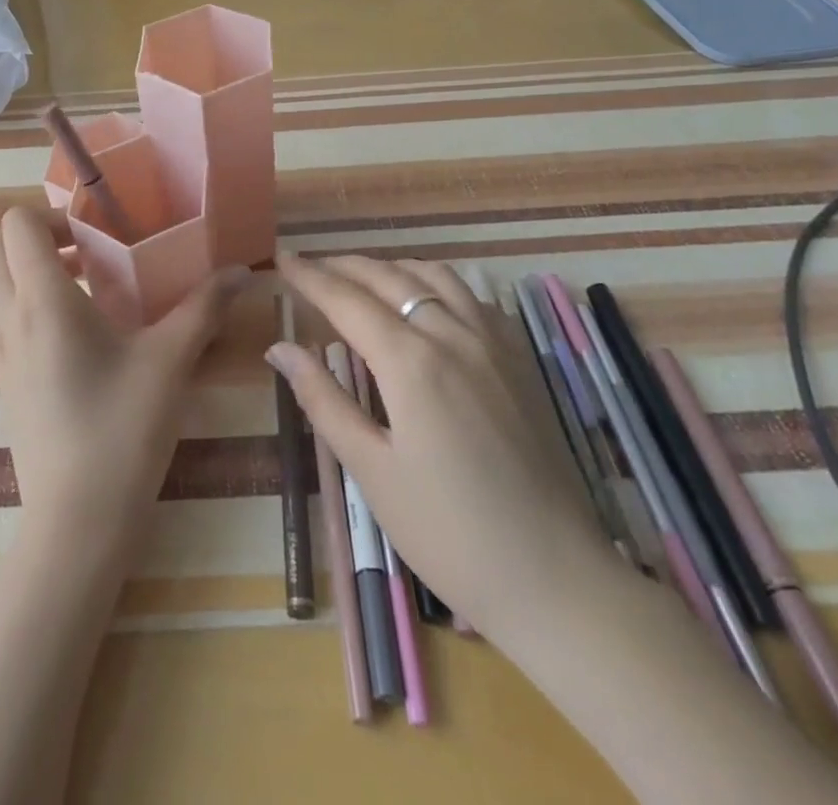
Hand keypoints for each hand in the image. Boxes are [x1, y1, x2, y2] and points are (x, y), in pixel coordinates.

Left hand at [0, 207, 250, 547]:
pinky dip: (36, 306)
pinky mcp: (6, 382)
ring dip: (38, 272)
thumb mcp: (170, 361)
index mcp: (42, 300)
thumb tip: (240, 271)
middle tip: (92, 252)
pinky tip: (88, 339)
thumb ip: (204, 307)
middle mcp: (10, 318)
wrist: (76, 524)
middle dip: (38, 236)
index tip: (98, 232)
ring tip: (97, 290)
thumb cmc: (121, 430)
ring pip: (0, 285)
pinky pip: (9, 320)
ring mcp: (1, 353)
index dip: (53, 214)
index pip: (15, 223)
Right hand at [268, 255, 616, 641]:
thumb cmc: (449, 533)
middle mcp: (453, 335)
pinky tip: (428, 302)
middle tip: (311, 264)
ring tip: (362, 276)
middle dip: (344, 265)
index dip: (310, 277)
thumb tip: (280, 348)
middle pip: (389, 279)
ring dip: (392, 268)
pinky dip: (436, 284)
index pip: (346, 300)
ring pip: (435, 277)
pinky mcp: (519, 361)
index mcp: (411, 362)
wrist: (557, 580)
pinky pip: (472, 297)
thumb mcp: (372, 471)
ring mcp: (493, 344)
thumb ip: (323, 400)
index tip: (282, 258)